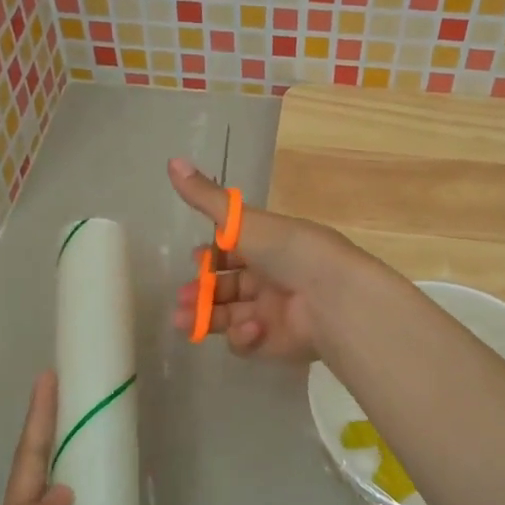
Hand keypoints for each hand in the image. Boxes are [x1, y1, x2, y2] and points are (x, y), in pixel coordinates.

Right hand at [168, 156, 357, 362]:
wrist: (333, 297)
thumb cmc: (289, 251)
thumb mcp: (242, 221)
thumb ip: (206, 198)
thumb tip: (171, 161)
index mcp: (268, 246)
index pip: (232, 252)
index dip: (209, 258)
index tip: (193, 260)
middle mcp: (270, 278)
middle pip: (226, 288)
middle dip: (199, 293)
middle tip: (181, 299)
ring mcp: (273, 312)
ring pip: (229, 316)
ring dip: (205, 317)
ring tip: (182, 320)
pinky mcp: (275, 343)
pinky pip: (247, 341)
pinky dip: (242, 335)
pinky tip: (251, 327)